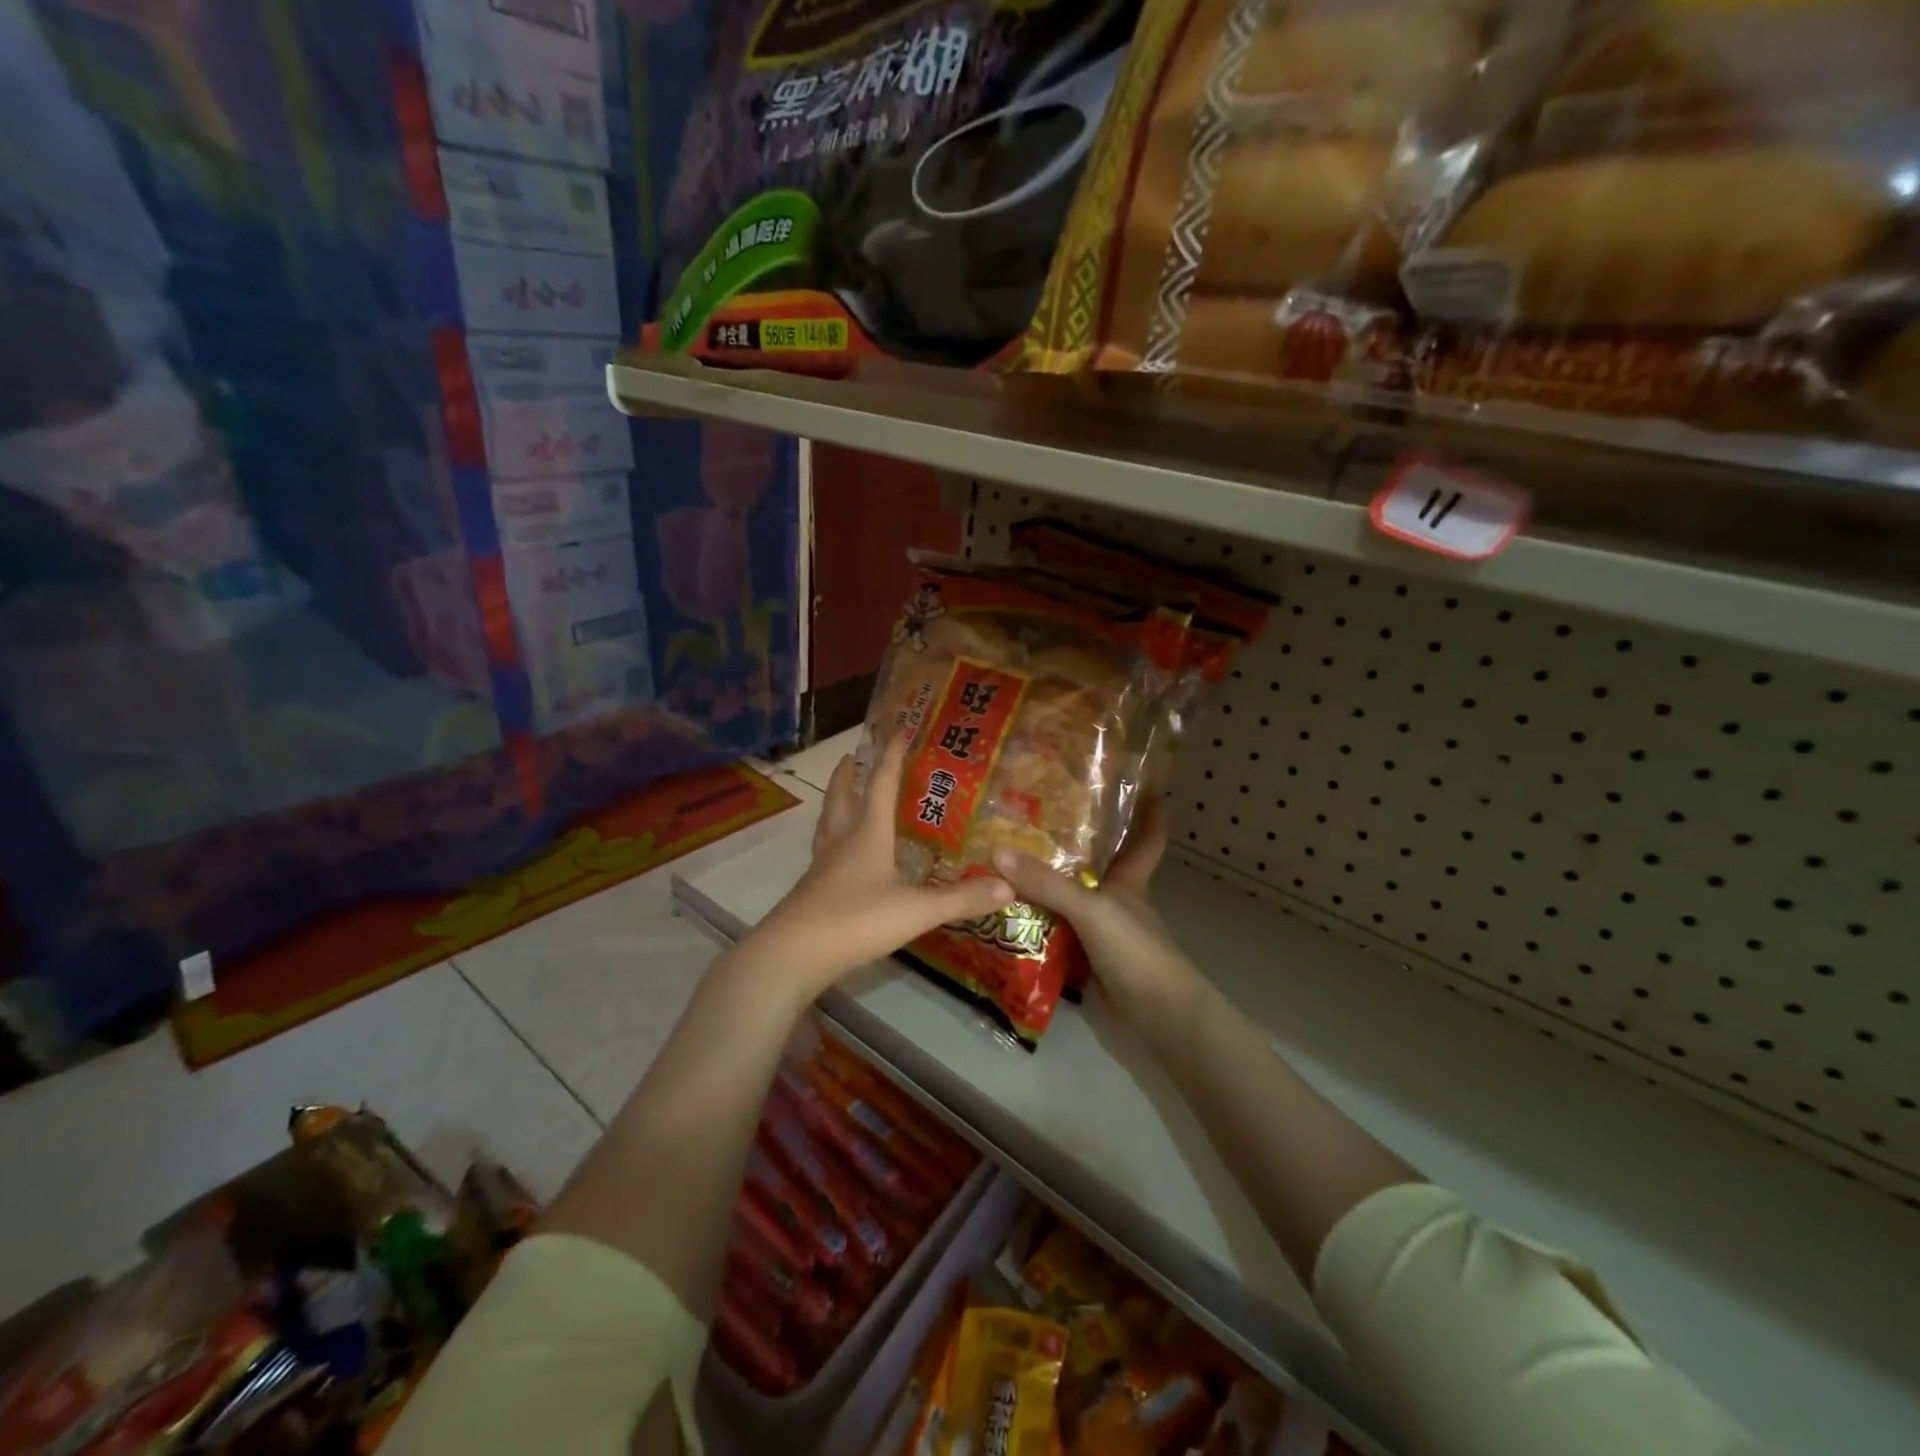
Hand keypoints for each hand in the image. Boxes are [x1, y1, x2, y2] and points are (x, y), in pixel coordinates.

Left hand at [749, 734, 1015, 998]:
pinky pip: (824, 851)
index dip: (891, 756)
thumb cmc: (857, 920)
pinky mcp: (812, 889)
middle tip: (850, 755)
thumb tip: (1008, 887)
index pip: (881, 784)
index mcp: (867, 834)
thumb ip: (961, 899)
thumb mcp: (916, 910)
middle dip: (848, 774)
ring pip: (828, 822)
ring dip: (835, 801)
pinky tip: (838, 853)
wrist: (795, 953)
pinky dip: (832, 839)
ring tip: (841, 792)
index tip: (899, 729)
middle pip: (842, 796)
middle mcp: (842, 841)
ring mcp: (823, 866)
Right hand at [990, 800, 1204, 1040]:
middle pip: (1094, 867)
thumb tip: (997, 851)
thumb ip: (1046, 883)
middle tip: (1028, 820)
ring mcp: (1099, 934)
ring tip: (999, 864)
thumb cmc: (1135, 950)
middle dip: (1069, 847)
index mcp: (1129, 882)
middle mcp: (1114, 902)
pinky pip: (1053, 936)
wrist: (1156, 1017)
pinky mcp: (1085, 962)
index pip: (1146, 839)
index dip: (1149, 813)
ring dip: (1041, 888)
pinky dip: (1032, 927)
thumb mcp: (1091, 908)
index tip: (1146, 785)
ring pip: (1067, 902)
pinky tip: (1002, 916)